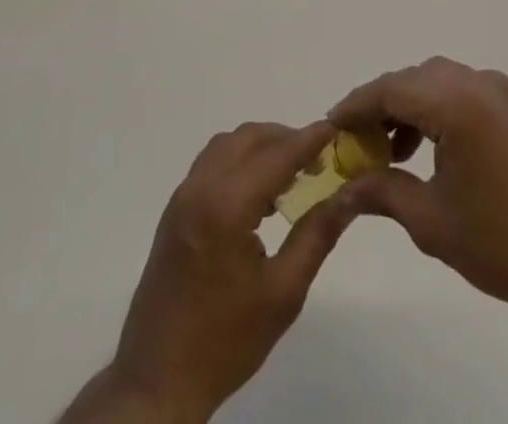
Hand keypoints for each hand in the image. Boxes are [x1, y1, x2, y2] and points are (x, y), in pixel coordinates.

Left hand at [71, 121, 357, 422]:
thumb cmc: (226, 340)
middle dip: (286, 139)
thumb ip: (317, 235)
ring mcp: (183, 196)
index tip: (336, 128)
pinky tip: (259, 194)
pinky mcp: (175, 209)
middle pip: (249, 138)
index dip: (309, 139)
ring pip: (228, 145)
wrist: (158, 379)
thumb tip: (349, 195)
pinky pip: (211, 163)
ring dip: (261, 147)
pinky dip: (239, 161)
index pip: (277, 154)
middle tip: (318, 159)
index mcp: (227, 206)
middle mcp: (201, 187)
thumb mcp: (283, 293)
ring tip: (292, 175)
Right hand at [330, 57, 507, 331]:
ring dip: (406, 106)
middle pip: (412, 80)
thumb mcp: (428, 220)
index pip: (391, 89)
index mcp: (457, 103)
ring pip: (434, 82)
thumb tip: (342, 188)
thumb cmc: (498, 243)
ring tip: (386, 149)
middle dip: (379, 106)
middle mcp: (477, 82)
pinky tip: (421, 146)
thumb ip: (381, 190)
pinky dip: (433, 109)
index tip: (331, 125)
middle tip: (354, 141)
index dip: (356, 106)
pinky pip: (458, 91)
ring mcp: (498, 90)